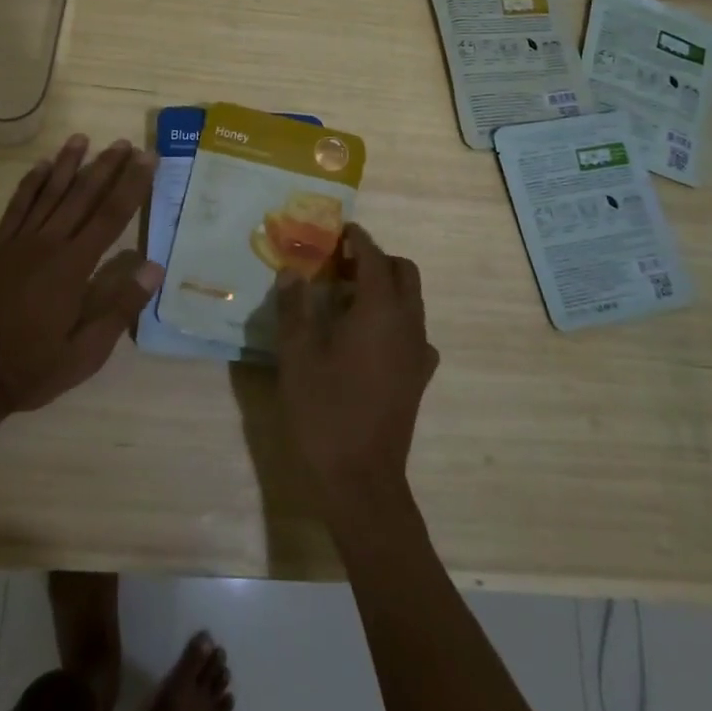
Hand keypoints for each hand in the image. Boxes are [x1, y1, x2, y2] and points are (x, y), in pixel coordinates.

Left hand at [0, 135, 161, 415]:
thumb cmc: (34, 367)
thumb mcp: (86, 352)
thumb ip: (119, 307)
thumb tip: (153, 267)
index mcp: (73, 267)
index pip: (111, 216)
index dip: (132, 185)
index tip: (147, 159)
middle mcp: (48, 245)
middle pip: (83, 196)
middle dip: (106, 167)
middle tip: (125, 143)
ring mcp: (19, 243)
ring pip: (49, 194)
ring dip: (68, 165)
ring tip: (82, 139)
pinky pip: (16, 207)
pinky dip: (29, 184)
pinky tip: (40, 166)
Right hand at [276, 224, 437, 502]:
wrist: (361, 480)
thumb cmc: (324, 411)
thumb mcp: (297, 355)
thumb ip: (294, 307)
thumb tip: (292, 271)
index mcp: (380, 310)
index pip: (374, 256)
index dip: (357, 238)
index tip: (338, 229)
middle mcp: (408, 323)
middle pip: (403, 272)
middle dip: (376, 259)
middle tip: (339, 264)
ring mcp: (418, 352)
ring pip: (411, 301)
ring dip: (384, 288)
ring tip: (345, 298)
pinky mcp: (419, 377)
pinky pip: (412, 331)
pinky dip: (393, 319)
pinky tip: (364, 338)